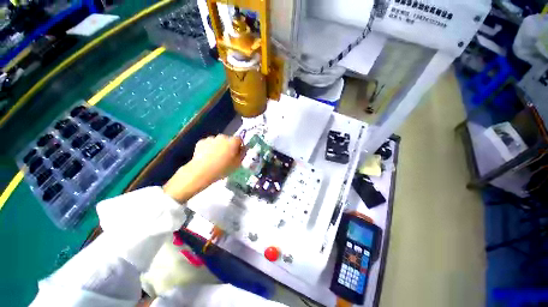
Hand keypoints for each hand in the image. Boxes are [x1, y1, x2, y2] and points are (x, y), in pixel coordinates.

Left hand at [163, 135, 243, 202]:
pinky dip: (209, 148)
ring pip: (217, 141)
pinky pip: (208, 144)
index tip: (236, 153)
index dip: (239, 146)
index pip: (239, 139)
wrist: (201, 171)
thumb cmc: (222, 168)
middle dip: (228, 146)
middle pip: (228, 140)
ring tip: (215, 158)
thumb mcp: (237, 164)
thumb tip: (243, 148)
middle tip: (226, 157)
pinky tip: (207, 157)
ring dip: (218, 147)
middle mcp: (222, 137)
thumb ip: (242, 154)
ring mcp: (211, 139)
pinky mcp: (201, 142)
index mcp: (232, 142)